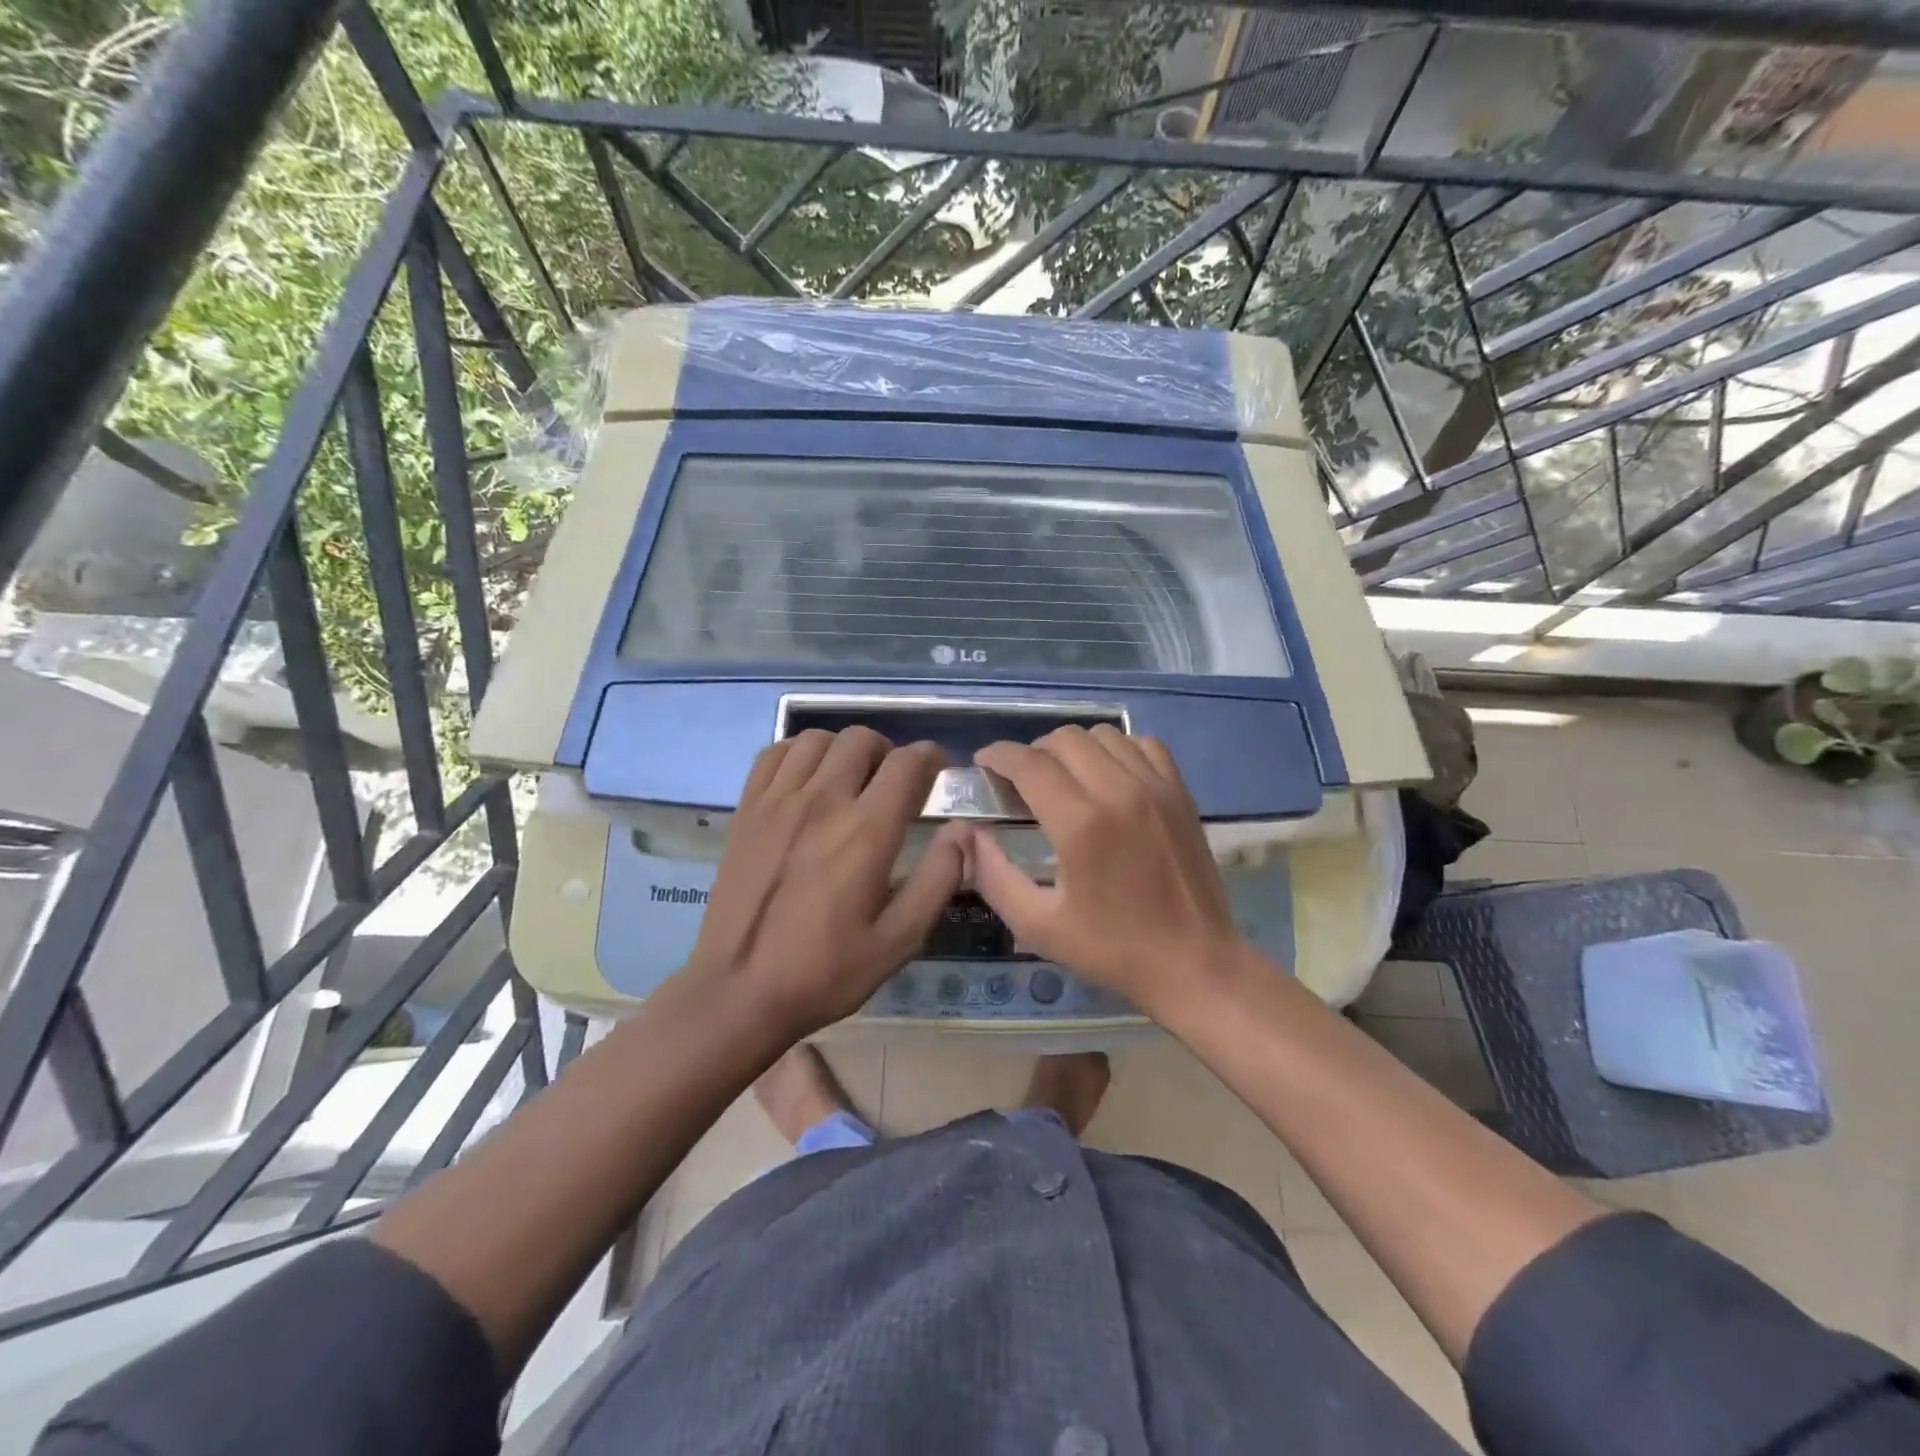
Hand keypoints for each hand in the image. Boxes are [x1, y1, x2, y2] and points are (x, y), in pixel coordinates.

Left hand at [685, 727, 966, 1038]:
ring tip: (850, 780)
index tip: (939, 773)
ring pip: (817, 739)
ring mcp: (778, 801)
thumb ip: (937, 879)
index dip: (932, 758)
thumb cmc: (825, 971)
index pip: (908, 763)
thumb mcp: (899, 940)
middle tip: (893, 784)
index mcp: (866, 831)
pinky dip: (798, 754)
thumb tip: (963, 831)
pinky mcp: (746, 810)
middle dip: (889, 752)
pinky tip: (806, 782)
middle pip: (862, 739)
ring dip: (843, 751)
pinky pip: (774, 754)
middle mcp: (823, 801)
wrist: (738, 991)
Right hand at [968, 726, 1246, 1017]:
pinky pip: (1143, 745)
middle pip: (1064, 739)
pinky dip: (1118, 749)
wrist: (1193, 963)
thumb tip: (969, 833)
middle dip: (1032, 752)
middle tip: (1021, 782)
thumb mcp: (1037, 925)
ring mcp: (1156, 787)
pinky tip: (1109, 777)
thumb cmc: (1112, 948)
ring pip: (1103, 735)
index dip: (998, 756)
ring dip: (1073, 748)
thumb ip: (993, 874)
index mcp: (1081, 823)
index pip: (1028, 763)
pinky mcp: (1181, 792)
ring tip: (1064, 778)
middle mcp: (1119, 791)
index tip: (983, 765)